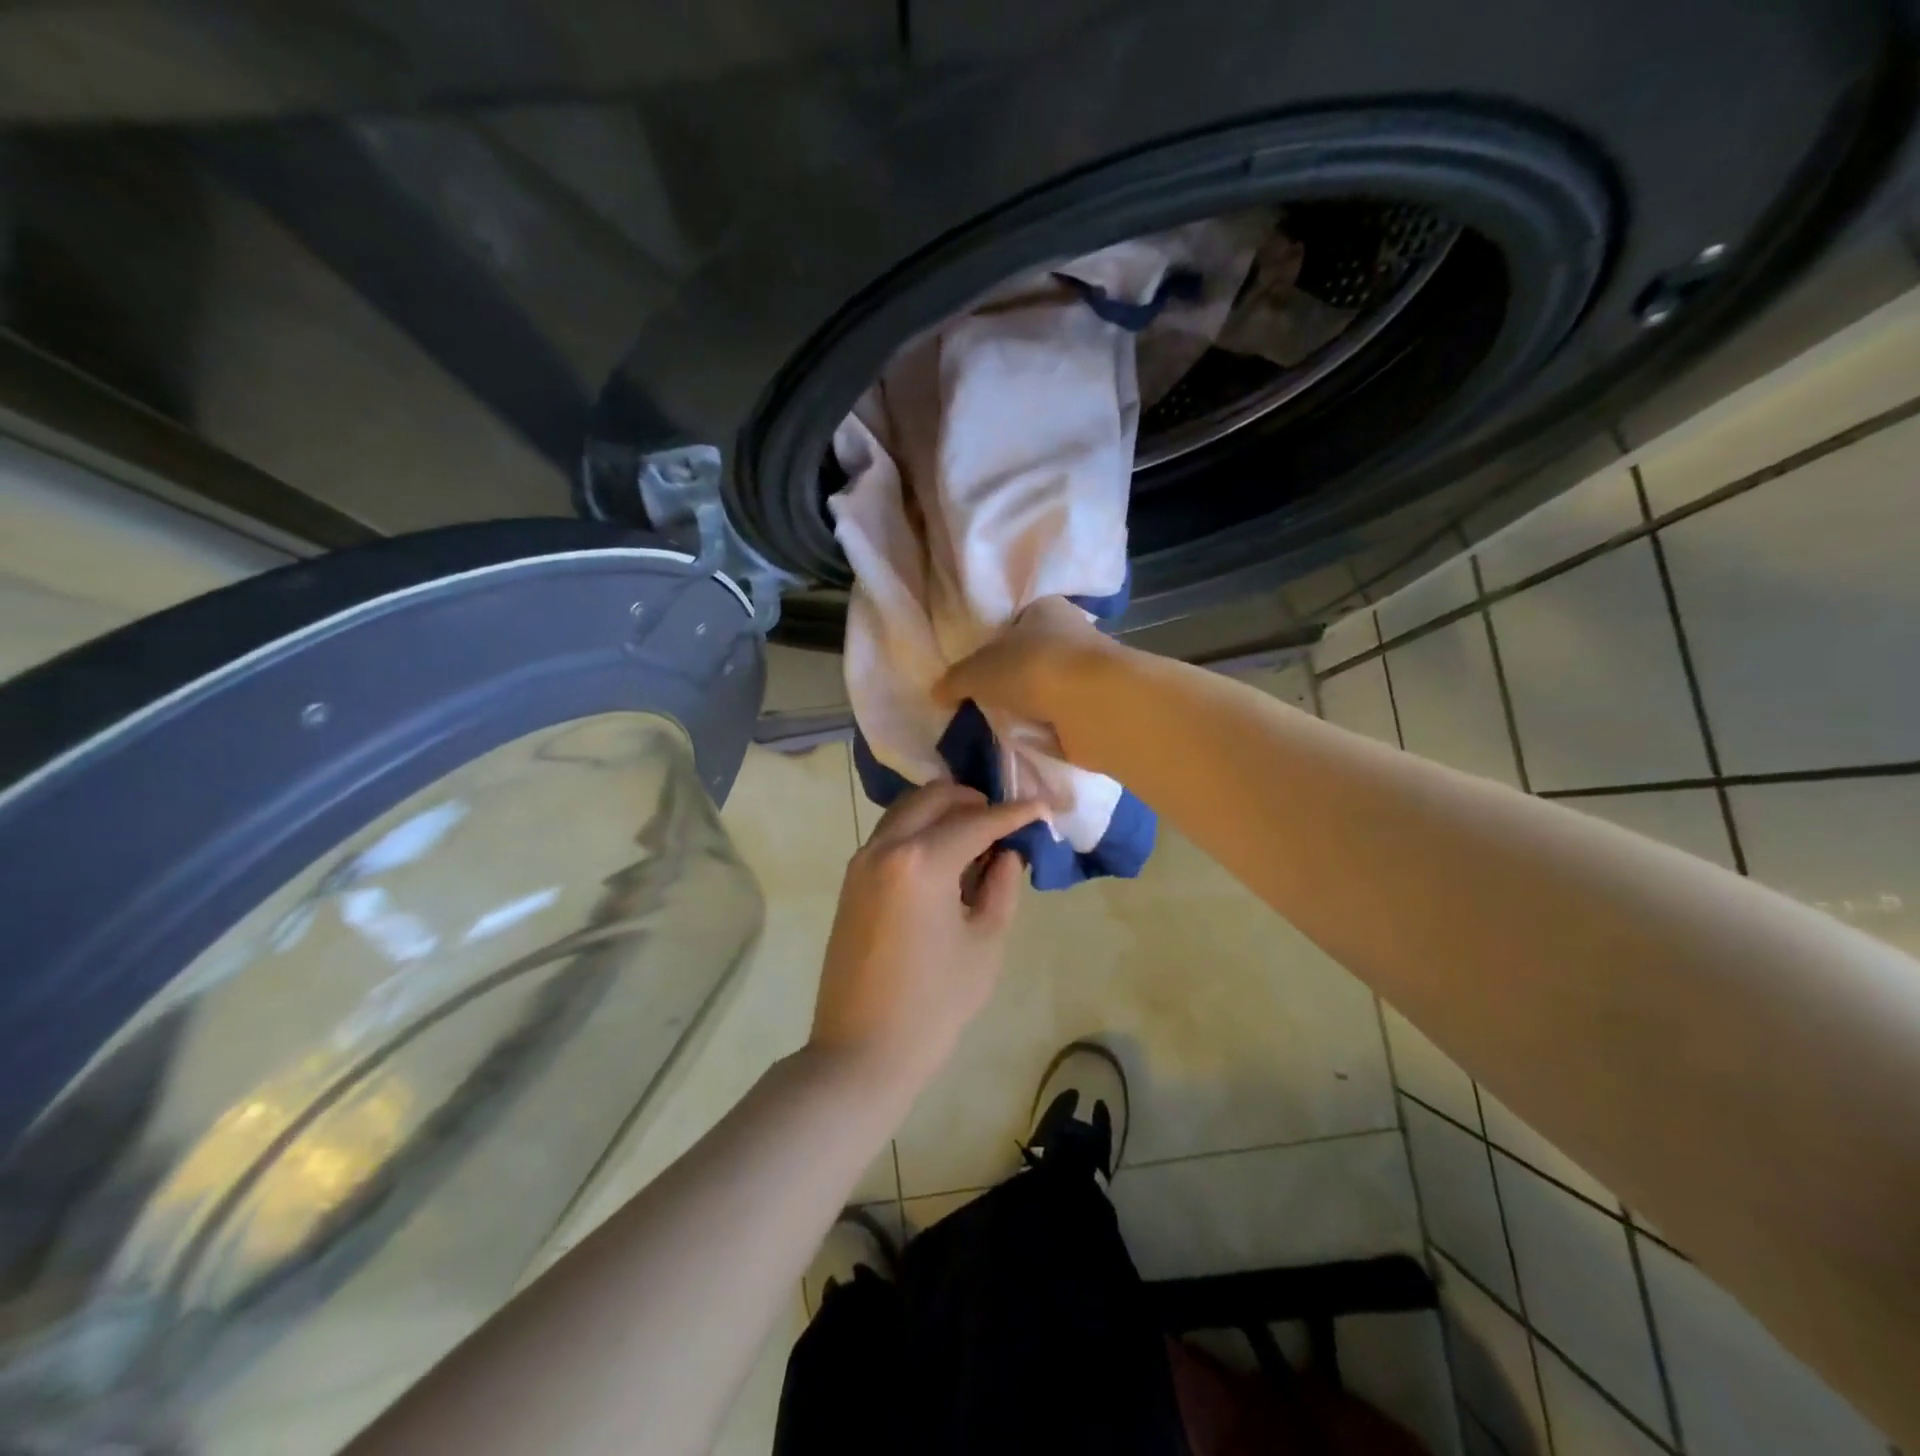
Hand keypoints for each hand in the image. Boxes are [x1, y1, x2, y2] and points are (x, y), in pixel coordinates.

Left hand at [810, 782, 1042, 1104]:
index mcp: (921, 861)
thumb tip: (1007, 853)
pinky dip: (920, 830)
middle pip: (934, 798)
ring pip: (907, 810)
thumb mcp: (984, 943)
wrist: (861, 1050)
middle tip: (1004, 821)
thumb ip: (1001, 887)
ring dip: (943, 811)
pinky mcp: (852, 880)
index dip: (1014, 813)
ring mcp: (862, 861)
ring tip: (977, 837)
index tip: (1042, 806)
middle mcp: (886, 847)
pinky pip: (891, 834)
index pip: (977, 821)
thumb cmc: (934, 1003)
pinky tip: (944, 857)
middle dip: (973, 800)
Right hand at [935, 596, 1115, 751]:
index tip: (978, 669)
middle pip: (1032, 656)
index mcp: (1045, 609)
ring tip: (1005, 724)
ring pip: (1048, 687)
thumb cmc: (1031, 668)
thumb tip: (936, 693)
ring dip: (1032, 705)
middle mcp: (1071, 633)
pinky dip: (1048, 727)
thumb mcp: (977, 671)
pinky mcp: (1097, 706)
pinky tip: (1030, 737)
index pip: (1016, 621)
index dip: (995, 643)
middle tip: (985, 701)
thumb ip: (955, 680)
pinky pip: (1062, 716)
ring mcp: (1087, 672)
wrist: (1091, 704)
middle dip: (1012, 679)